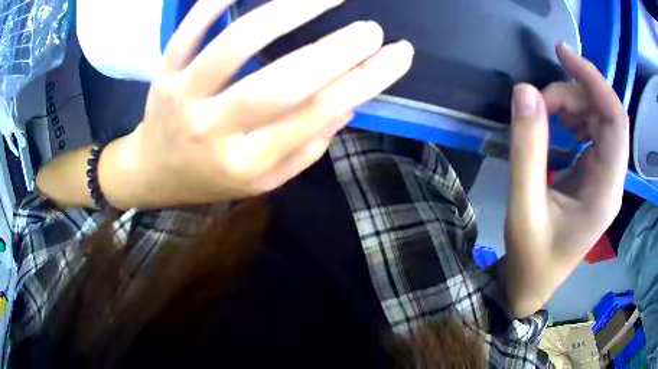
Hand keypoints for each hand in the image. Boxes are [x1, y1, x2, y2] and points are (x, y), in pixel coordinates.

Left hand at [99, 0, 413, 208]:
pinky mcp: (164, 71)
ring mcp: (183, 95)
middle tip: (372, 29)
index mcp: (247, 162)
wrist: (153, 171)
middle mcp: (214, 130)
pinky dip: (221, 0)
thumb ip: (306, 148)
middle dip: (336, 50)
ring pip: (238, 44)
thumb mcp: (262, 180)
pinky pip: (192, 27)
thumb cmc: (211, 177)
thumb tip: (347, 103)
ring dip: (288, 11)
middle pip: (282, 82)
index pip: (317, 115)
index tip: (398, 55)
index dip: (365, 81)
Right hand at [502, 43, 628, 315]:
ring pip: (599, 120)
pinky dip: (573, 116)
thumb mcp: (523, 208)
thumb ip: (526, 150)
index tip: (563, 54)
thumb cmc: (531, 257)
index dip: (594, 81)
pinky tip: (557, 123)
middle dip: (574, 93)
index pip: (616, 120)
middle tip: (539, 99)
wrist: (532, 283)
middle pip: (606, 114)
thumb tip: (525, 92)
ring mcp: (604, 177)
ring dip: (573, 104)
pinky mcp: (594, 175)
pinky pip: (592, 132)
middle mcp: (612, 179)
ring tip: (544, 111)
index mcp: (605, 191)